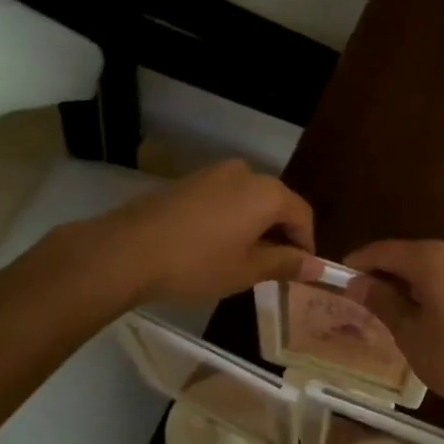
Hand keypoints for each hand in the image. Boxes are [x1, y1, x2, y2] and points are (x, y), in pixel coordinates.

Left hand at [66, 160, 315, 307]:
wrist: (126, 250)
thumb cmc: (196, 263)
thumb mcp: (247, 270)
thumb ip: (286, 263)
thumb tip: (317, 266)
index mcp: (267, 192)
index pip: (302, 215)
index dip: (306, 244)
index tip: (300, 271)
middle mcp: (245, 173)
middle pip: (276, 203)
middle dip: (280, 234)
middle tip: (273, 268)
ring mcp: (213, 173)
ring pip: (248, 199)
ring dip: (254, 226)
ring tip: (242, 258)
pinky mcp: (188, 180)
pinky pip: (223, 198)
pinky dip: (230, 218)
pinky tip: (214, 245)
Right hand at [342, 239, 443, 413]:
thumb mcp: (410, 333)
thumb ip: (382, 302)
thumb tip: (356, 283)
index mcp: (430, 258)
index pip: (383, 251)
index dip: (359, 263)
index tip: (339, 278)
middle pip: (408, 253)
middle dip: (383, 271)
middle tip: (361, 297)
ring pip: (430, 263)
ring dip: (407, 279)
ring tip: (389, 306)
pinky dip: (430, 284)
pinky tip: (422, 309)